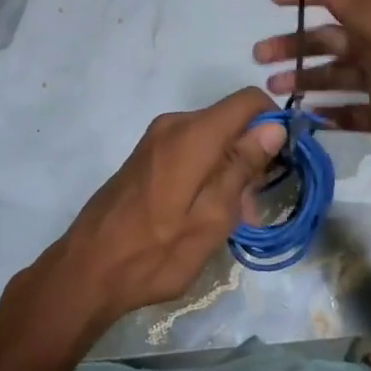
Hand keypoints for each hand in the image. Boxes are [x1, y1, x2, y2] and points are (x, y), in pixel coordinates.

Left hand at [6, 89, 286, 341]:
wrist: (88, 270)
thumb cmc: (156, 251)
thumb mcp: (211, 217)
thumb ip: (242, 166)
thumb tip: (274, 125)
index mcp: (193, 134)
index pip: (248, 100)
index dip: (274, 122)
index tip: (282, 162)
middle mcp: (174, 125)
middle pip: (230, 121)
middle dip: (251, 157)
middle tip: (250, 210)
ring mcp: (156, 139)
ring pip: (212, 139)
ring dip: (230, 171)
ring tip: (229, 222)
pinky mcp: (146, 156)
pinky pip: (190, 150)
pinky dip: (207, 173)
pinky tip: (204, 214)